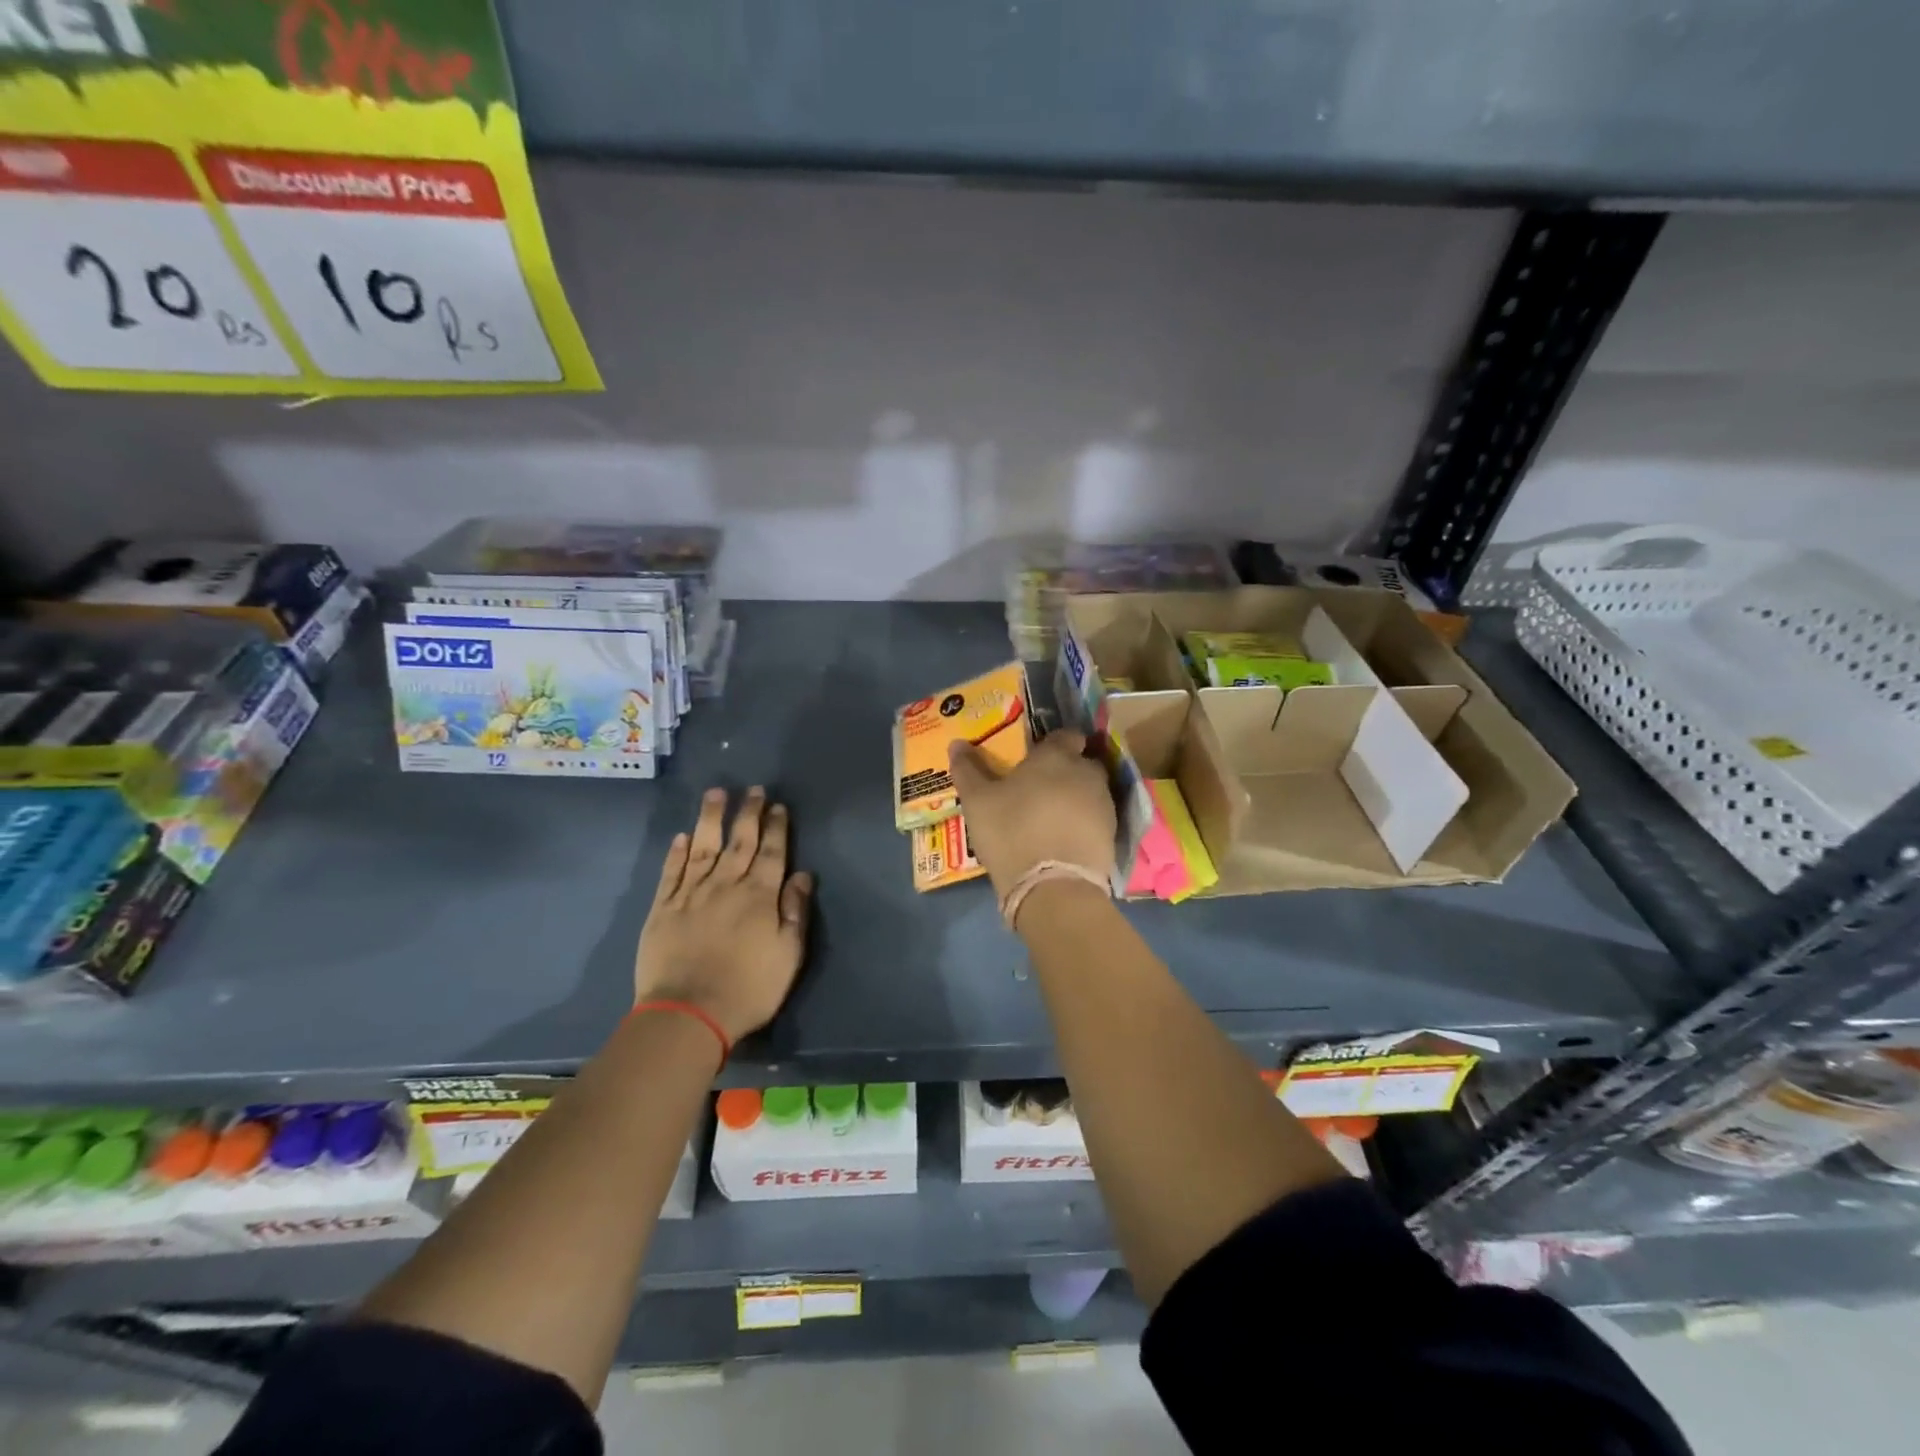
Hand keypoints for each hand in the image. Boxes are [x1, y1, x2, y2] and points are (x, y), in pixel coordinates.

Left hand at [635, 787, 813, 1044]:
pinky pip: (671, 872)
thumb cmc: (749, 988)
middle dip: (748, 813)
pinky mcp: (663, 908)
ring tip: (715, 793)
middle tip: (753, 790)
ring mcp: (691, 894)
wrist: (688, 1014)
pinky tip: (682, 837)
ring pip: (703, 846)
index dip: (776, 827)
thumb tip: (802, 875)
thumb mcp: (788, 954)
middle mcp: (726, 885)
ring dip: (711, 818)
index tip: (778, 806)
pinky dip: (677, 852)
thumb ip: (795, 911)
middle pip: (739, 841)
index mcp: (760, 895)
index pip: (772, 851)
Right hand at [947, 731, 1116, 897]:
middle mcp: (1087, 773)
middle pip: (1080, 763)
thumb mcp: (977, 801)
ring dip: (1075, 798)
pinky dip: (1083, 824)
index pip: (1065, 735)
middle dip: (1066, 770)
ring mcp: (1104, 804)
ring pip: (1090, 791)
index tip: (1037, 756)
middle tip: (1040, 787)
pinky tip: (1063, 839)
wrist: (1052, 887)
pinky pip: (1096, 819)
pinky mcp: (1112, 835)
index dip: (1053, 743)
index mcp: (1057, 756)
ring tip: (1050, 817)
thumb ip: (968, 769)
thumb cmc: (1011, 831)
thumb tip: (957, 743)